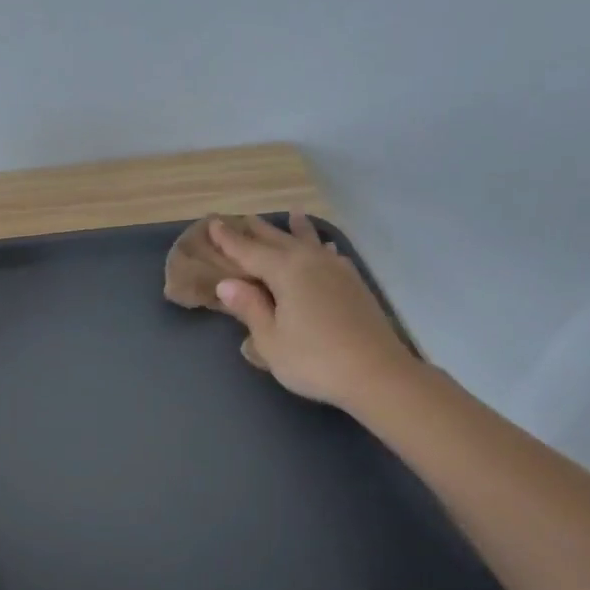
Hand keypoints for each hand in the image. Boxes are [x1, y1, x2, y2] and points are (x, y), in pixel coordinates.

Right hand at [208, 214, 416, 409]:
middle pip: (280, 241)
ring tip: (293, 215)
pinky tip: (325, 248)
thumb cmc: (313, 360)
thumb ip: (250, 308)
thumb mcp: (270, 339)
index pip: (249, 251)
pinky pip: (329, 255)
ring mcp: (337, 271)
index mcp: (286, 271)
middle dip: (260, 231)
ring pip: (310, 243)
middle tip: (243, 218)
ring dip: (297, 230)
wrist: (377, 374)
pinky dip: (320, 247)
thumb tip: (227, 283)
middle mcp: (311, 262)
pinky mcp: (354, 285)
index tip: (213, 223)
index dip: (229, 240)